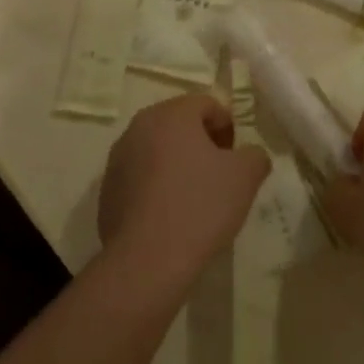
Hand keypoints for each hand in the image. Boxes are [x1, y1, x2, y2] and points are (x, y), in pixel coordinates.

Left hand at [97, 94, 269, 264]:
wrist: (148, 260)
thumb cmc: (200, 206)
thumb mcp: (246, 176)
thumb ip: (255, 155)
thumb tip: (249, 156)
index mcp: (171, 115)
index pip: (206, 104)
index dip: (228, 126)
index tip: (236, 157)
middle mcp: (138, 128)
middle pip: (178, 124)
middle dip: (202, 143)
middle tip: (220, 174)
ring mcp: (117, 159)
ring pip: (157, 150)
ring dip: (178, 164)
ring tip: (196, 197)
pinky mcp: (107, 190)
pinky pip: (140, 177)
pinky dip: (158, 186)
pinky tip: (171, 215)